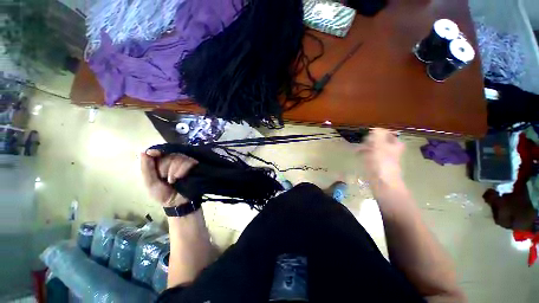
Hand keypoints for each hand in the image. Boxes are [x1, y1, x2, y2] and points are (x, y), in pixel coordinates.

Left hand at [140, 149, 198, 206]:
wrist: (178, 203)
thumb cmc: (163, 194)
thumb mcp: (150, 183)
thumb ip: (146, 168)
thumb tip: (143, 151)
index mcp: (161, 163)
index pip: (159, 151)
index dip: (157, 151)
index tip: (152, 153)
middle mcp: (174, 160)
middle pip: (168, 155)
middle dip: (164, 167)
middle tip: (164, 178)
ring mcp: (185, 162)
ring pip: (178, 157)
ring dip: (173, 170)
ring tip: (172, 181)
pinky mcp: (194, 165)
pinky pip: (188, 161)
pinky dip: (182, 170)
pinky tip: (179, 177)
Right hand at [357, 128, 404, 188]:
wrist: (383, 183)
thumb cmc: (382, 163)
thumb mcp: (379, 145)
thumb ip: (377, 135)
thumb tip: (376, 128)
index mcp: (395, 145)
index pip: (388, 134)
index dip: (379, 132)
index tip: (369, 133)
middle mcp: (391, 151)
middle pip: (380, 141)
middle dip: (370, 140)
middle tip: (363, 141)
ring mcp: (384, 159)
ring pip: (374, 149)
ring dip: (366, 147)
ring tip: (357, 148)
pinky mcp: (377, 166)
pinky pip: (370, 157)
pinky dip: (365, 155)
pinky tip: (358, 155)